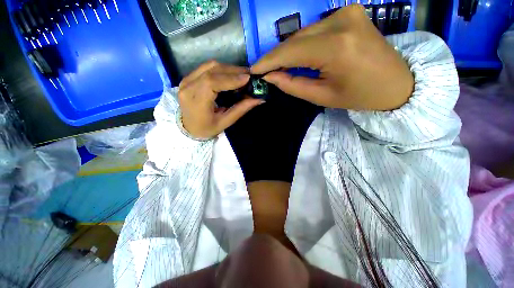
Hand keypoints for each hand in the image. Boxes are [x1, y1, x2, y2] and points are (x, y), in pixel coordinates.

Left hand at [179, 61, 263, 138]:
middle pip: (212, 70)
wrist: (188, 128)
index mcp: (195, 101)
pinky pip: (206, 68)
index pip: (212, 82)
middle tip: (249, 75)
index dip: (231, 78)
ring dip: (228, 68)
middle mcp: (188, 87)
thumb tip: (259, 99)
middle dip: (233, 71)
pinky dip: (221, 69)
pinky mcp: (188, 77)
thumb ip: (241, 109)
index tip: (247, 78)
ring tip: (242, 75)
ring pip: (210, 66)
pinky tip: (230, 75)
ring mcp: (186, 80)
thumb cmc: (207, 129)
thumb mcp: (225, 122)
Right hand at [251, 4, 413, 110]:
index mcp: (336, 48)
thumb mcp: (322, 97)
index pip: (290, 51)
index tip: (254, 70)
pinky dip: (302, 43)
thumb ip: (292, 85)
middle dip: (277, 56)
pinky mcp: (349, 12)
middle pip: (295, 39)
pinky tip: (298, 56)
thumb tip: (270, 76)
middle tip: (265, 71)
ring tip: (279, 66)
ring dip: (289, 50)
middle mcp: (340, 22)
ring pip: (303, 33)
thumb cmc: (360, 96)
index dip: (268, 61)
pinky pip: (315, 29)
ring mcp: (347, 12)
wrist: (397, 83)